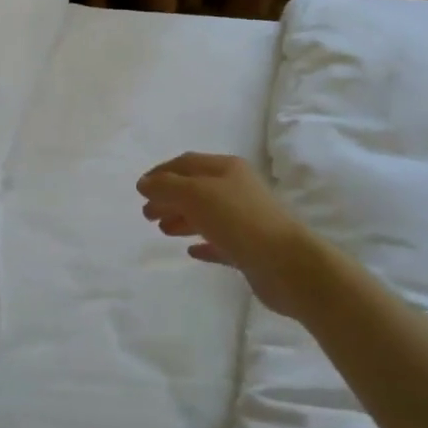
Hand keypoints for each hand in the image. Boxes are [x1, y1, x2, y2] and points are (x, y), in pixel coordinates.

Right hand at [138, 153, 310, 317]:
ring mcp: (244, 220)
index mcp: (226, 169)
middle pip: (195, 189)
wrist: (287, 264)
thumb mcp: (196, 194)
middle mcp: (236, 189)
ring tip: (162, 230)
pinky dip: (202, 243)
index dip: (161, 172)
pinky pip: (219, 242)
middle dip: (169, 197)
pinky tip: (190, 251)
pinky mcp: (249, 249)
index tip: (140, 188)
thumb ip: (166, 187)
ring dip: (182, 219)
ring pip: (206, 215)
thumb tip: (144, 183)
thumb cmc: (239, 220)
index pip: (187, 163)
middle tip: (146, 214)